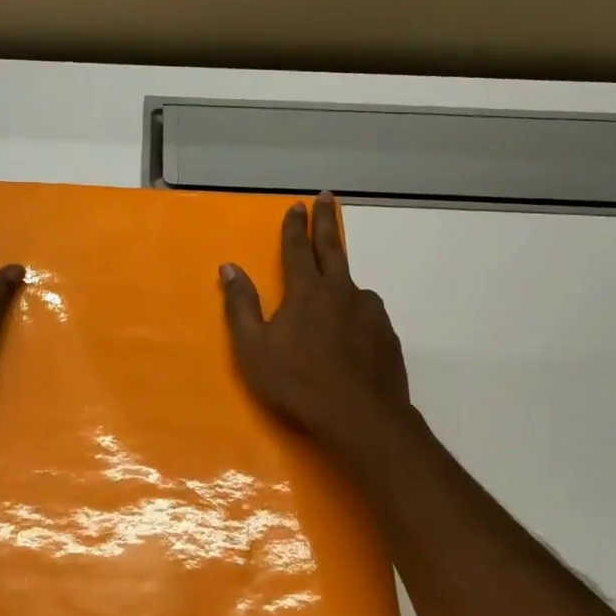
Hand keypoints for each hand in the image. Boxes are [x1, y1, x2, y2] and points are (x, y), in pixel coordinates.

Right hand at [220, 194, 417, 455]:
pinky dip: (356, 312)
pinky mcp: (387, 335)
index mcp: (307, 292)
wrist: (360, 417)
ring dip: (342, 277)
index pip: (298, 249)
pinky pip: (367, 314)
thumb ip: (241, 305)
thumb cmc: (297, 382)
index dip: (295, 226)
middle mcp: (342, 292)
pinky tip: (352, 330)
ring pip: (353, 286)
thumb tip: (229, 268)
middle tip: (328, 198)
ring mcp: (369, 312)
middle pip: (333, 249)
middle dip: (327, 222)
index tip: (297, 205)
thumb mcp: (253, 348)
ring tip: (335, 287)